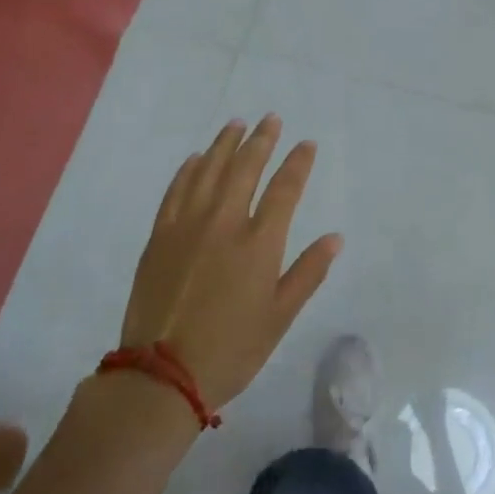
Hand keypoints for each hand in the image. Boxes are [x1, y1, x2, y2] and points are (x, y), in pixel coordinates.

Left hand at [119, 116, 339, 410]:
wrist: (161, 375)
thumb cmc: (231, 349)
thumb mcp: (280, 317)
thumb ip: (308, 272)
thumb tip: (335, 237)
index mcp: (259, 243)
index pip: (285, 189)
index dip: (297, 162)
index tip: (306, 143)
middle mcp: (224, 223)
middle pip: (245, 168)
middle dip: (261, 140)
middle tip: (271, 118)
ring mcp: (187, 226)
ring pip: (208, 170)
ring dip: (225, 144)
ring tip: (236, 123)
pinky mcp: (159, 236)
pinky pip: (176, 190)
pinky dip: (188, 170)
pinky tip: (196, 158)